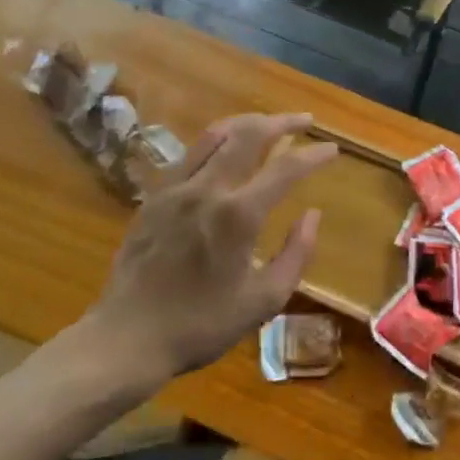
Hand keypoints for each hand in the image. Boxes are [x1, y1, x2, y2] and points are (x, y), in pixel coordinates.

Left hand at [92, 113, 336, 381]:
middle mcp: (208, 189)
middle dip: (282, 122)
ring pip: (216, 134)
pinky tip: (224, 150)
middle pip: (250, 135)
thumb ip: (296, 254)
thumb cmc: (201, 325)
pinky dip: (216, 141)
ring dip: (247, 123)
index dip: (314, 155)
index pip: (286, 169)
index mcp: (239, 215)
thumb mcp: (263, 301)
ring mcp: (177, 188)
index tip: (332, 149)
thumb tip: (312, 214)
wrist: (127, 338)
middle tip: (305, 121)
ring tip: (267, 124)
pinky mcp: (154, 196)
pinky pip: (190, 153)